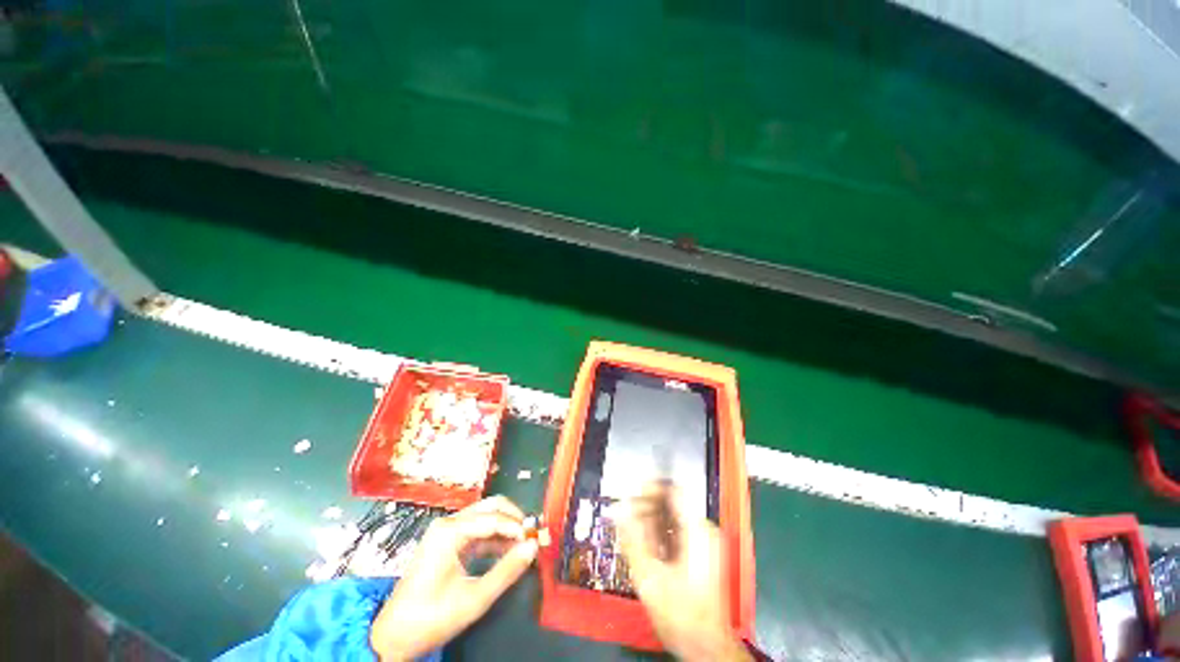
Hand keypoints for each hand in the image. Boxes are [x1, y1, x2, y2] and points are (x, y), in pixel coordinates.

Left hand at [370, 496, 537, 660]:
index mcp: (450, 531)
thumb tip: (533, 547)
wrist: (394, 637)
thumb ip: (506, 571)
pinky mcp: (447, 542)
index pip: (494, 518)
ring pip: (485, 516)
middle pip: (490, 507)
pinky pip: (478, 530)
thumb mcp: (474, 599)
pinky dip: (495, 537)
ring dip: (506, 527)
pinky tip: (508, 550)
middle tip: (532, 535)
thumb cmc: (432, 618)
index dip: (518, 526)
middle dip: (514, 518)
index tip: (536, 539)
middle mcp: (448, 523)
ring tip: (524, 544)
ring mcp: (446, 531)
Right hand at [618, 484, 750, 661]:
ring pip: (673, 517)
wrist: (705, 645)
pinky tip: (647, 548)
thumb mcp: (649, 577)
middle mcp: (704, 530)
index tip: (631, 496)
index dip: (651, 488)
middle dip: (646, 508)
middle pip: (672, 503)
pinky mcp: (702, 552)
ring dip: (651, 521)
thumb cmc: (680, 613)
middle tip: (626, 519)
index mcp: (697, 531)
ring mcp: (705, 541)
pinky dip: (660, 534)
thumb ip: (632, 539)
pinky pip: (677, 531)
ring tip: (632, 534)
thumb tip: (618, 510)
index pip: (674, 490)